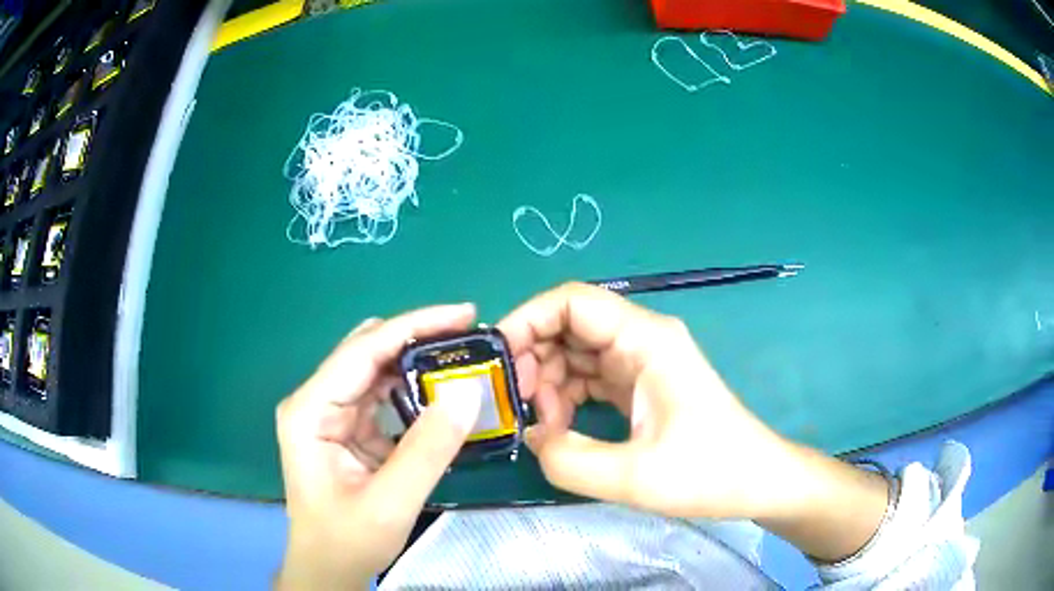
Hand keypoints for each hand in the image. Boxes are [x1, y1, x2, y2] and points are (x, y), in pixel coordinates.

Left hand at [275, 305, 481, 589]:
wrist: (328, 568)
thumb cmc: (348, 540)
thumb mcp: (391, 502)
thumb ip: (428, 449)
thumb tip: (467, 391)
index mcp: (311, 410)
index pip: (363, 351)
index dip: (414, 325)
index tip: (465, 314)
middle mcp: (316, 401)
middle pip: (369, 353)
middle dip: (420, 340)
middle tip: (471, 339)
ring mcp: (329, 413)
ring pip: (377, 371)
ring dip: (418, 364)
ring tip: (463, 361)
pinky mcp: (346, 428)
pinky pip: (382, 396)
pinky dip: (414, 391)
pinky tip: (441, 395)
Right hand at [498, 282, 788, 518]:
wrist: (755, 481)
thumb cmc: (708, 473)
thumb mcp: (633, 477)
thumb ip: (568, 460)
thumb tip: (532, 436)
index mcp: (646, 339)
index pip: (572, 301)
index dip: (527, 320)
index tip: (499, 362)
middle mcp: (642, 339)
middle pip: (569, 325)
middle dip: (534, 358)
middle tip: (518, 404)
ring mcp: (641, 362)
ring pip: (576, 352)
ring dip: (549, 382)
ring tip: (545, 425)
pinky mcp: (640, 385)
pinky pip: (589, 378)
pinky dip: (566, 397)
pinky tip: (561, 428)